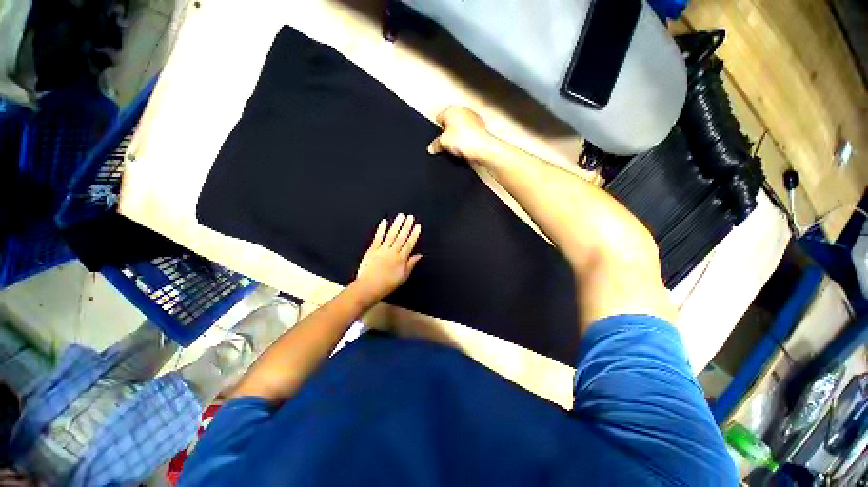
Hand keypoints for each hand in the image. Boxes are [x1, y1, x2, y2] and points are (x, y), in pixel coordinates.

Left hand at [355, 214, 421, 300]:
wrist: (369, 287)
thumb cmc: (388, 284)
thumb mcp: (403, 277)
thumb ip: (411, 264)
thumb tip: (419, 255)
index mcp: (401, 259)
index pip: (409, 244)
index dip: (414, 234)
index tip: (417, 226)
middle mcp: (393, 252)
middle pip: (401, 237)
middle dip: (406, 226)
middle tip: (410, 216)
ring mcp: (382, 250)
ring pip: (391, 235)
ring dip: (396, 225)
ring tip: (401, 216)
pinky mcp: (372, 250)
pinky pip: (377, 238)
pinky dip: (381, 229)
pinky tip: (384, 221)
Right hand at [427, 106, 491, 160]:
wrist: (483, 148)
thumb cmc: (465, 140)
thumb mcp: (443, 144)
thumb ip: (435, 145)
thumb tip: (431, 148)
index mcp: (451, 109)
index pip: (438, 119)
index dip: (437, 131)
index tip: (439, 140)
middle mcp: (462, 110)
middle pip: (449, 123)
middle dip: (448, 133)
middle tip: (448, 145)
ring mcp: (472, 117)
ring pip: (460, 128)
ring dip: (458, 136)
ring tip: (458, 147)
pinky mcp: (480, 126)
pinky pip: (469, 133)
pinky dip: (467, 139)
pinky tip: (466, 147)